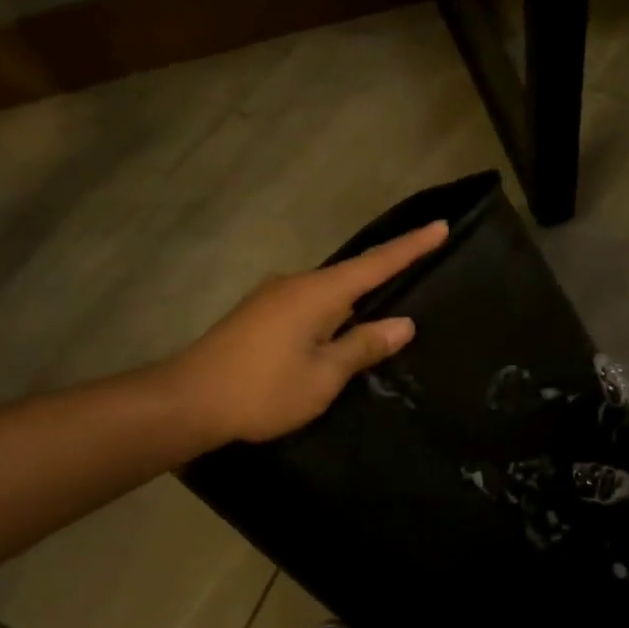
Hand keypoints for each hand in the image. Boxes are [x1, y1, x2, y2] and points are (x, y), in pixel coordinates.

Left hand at [167, 221, 449, 445]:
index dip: (411, 247)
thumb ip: (363, 346)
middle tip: (420, 271)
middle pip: (351, 274)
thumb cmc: (263, 390)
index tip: (440, 226)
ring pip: (328, 292)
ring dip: (356, 299)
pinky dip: (332, 312)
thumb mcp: (324, 376)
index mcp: (318, 294)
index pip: (376, 264)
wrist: (188, 401)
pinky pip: (309, 305)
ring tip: (385, 311)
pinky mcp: (259, 315)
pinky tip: (339, 332)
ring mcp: (273, 297)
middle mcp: (295, 284)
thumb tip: (402, 324)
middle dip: (385, 272)